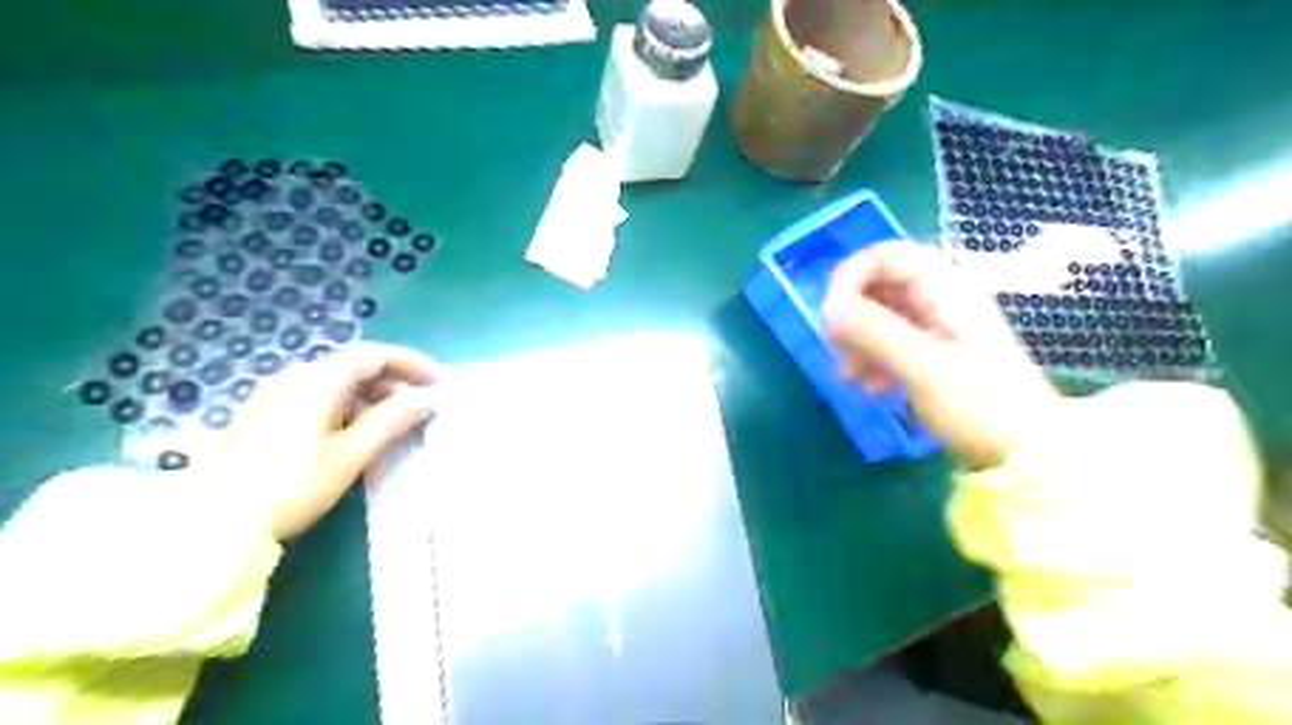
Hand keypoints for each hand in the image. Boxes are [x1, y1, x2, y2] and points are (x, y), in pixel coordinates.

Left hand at [187, 342, 437, 538]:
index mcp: (318, 379)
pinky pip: (317, 399)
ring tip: (394, 425)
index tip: (438, 382)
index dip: (411, 363)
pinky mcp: (263, 416)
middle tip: (421, 408)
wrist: (207, 523)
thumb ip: (392, 420)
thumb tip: (426, 398)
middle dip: (393, 382)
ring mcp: (274, 395)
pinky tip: (354, 436)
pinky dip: (347, 408)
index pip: (374, 354)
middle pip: (354, 366)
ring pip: (336, 384)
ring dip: (371, 397)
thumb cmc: (290, 484)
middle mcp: (295, 377)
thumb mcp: (350, 454)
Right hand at [826, 241, 1060, 467]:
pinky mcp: (934, 355)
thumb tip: (828, 307)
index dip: (852, 275)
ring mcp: (937, 328)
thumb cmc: (980, 404)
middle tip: (838, 351)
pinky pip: (889, 343)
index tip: (833, 313)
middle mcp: (940, 300)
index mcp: (945, 290)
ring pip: (879, 317)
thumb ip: (872, 330)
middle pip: (878, 286)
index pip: (887, 255)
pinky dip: (872, 359)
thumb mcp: (921, 365)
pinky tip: (874, 389)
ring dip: (857, 342)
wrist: (1029, 454)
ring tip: (853, 379)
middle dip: (851, 316)